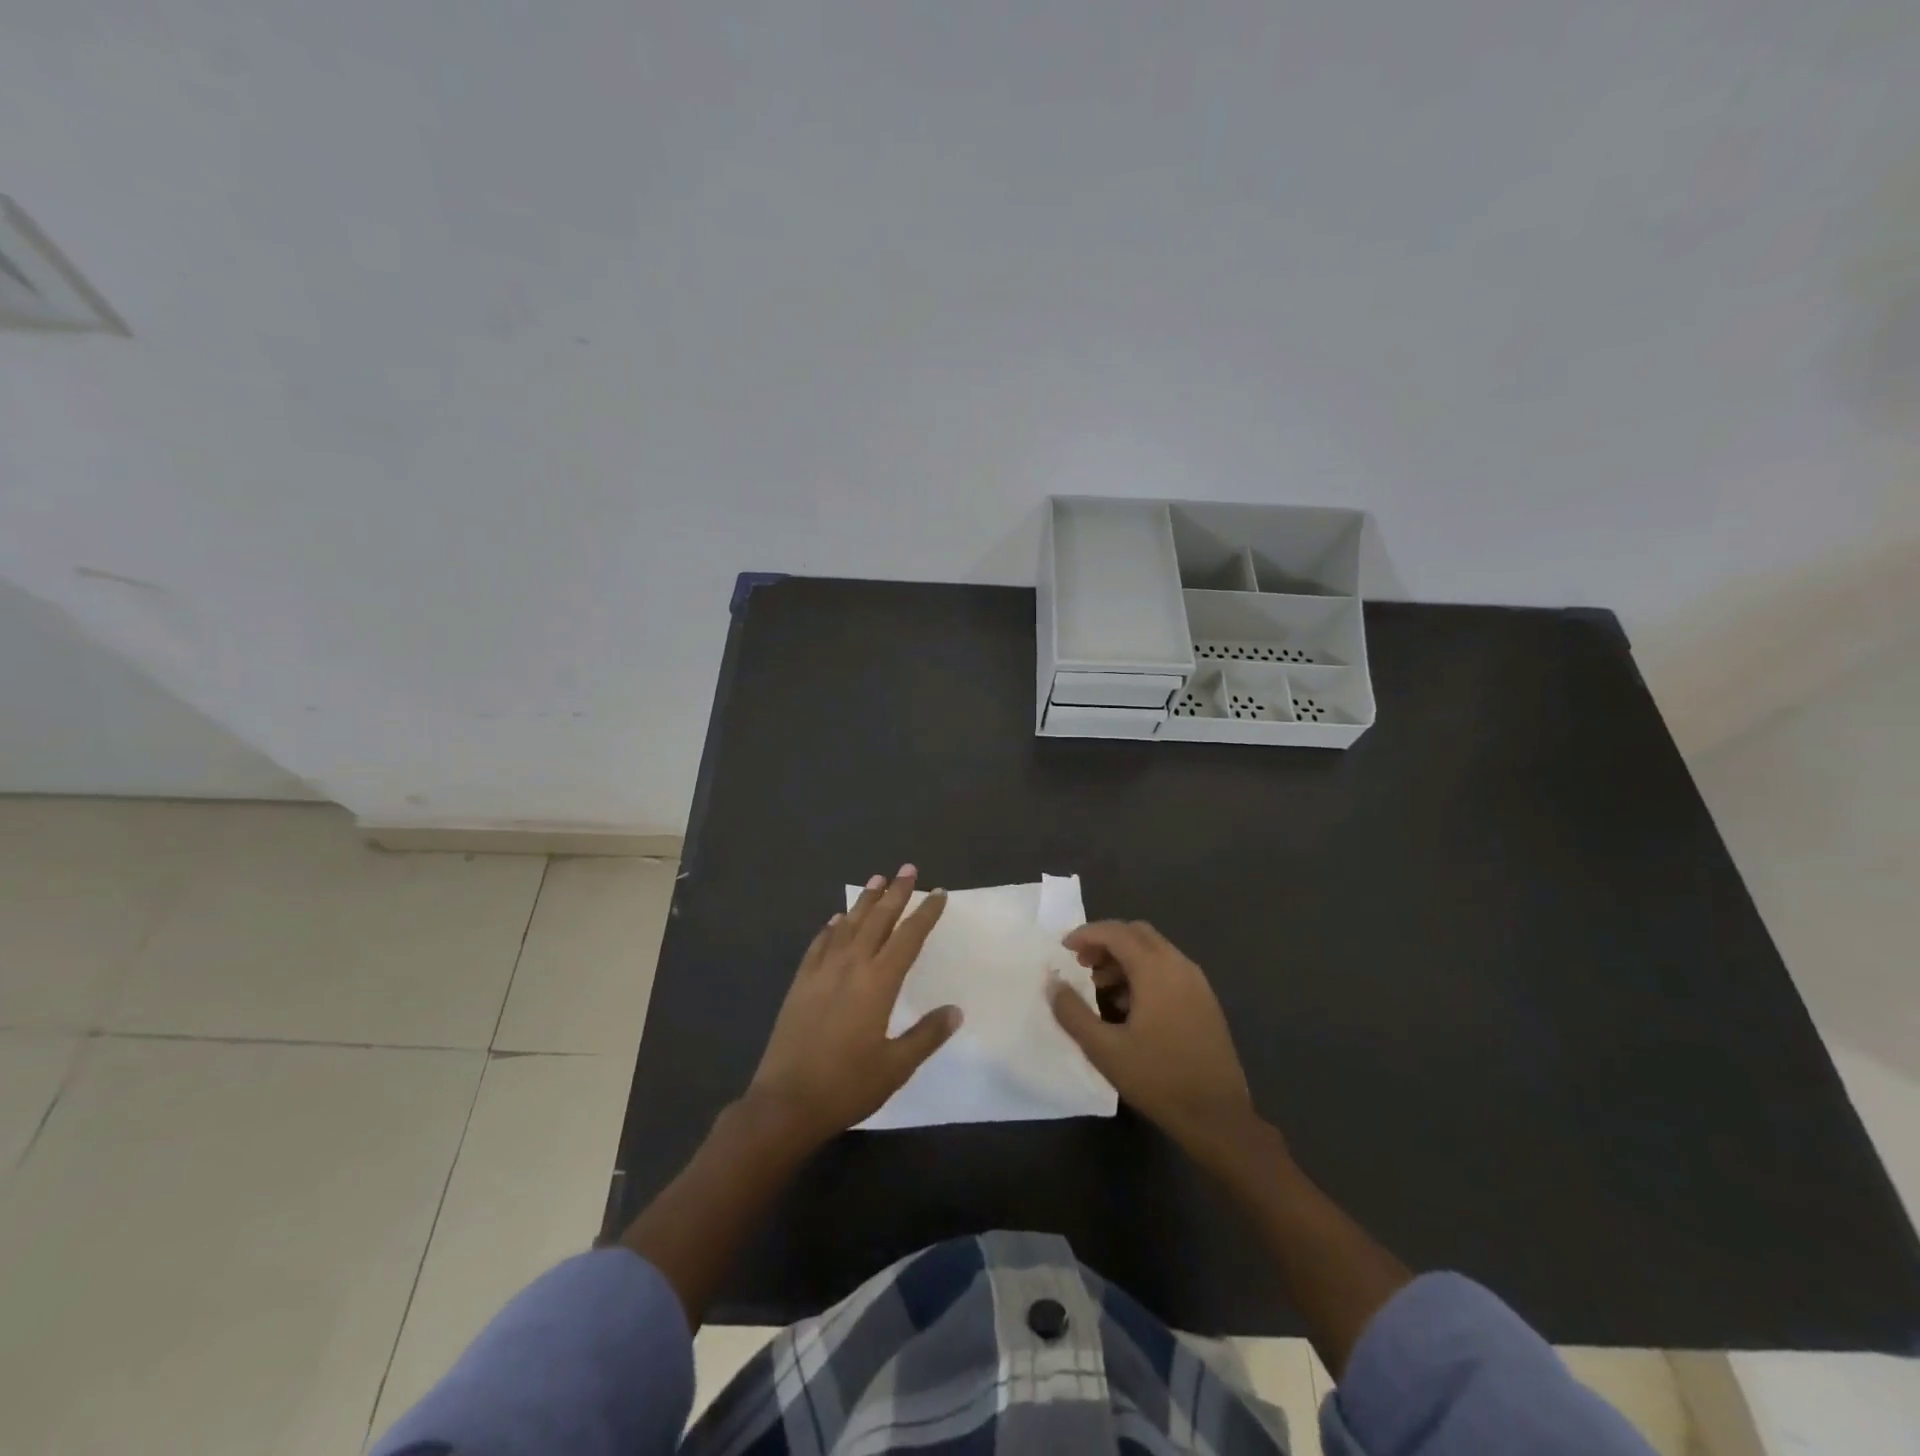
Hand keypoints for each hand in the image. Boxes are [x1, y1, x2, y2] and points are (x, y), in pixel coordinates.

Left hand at [746, 866, 961, 1143]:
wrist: (786, 1102)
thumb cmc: (847, 1085)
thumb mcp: (896, 1066)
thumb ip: (927, 1035)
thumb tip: (956, 1010)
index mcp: (878, 983)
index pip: (908, 937)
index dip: (925, 913)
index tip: (938, 892)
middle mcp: (851, 966)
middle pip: (878, 920)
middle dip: (896, 893)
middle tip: (908, 869)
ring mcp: (822, 972)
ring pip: (848, 926)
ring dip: (864, 902)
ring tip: (876, 880)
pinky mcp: (801, 983)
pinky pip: (819, 944)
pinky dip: (831, 928)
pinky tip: (836, 920)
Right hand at [1048, 920, 1255, 1147]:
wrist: (1217, 1116)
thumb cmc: (1157, 1078)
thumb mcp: (1103, 1049)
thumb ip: (1072, 1012)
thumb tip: (1052, 984)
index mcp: (1155, 970)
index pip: (1116, 933)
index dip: (1087, 934)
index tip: (1064, 948)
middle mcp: (1179, 965)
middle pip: (1137, 934)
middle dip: (1106, 941)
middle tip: (1081, 963)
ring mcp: (1197, 982)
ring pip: (1155, 950)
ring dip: (1124, 957)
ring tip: (1100, 985)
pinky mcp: (1205, 1001)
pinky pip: (1169, 969)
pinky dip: (1144, 972)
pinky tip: (1129, 1005)